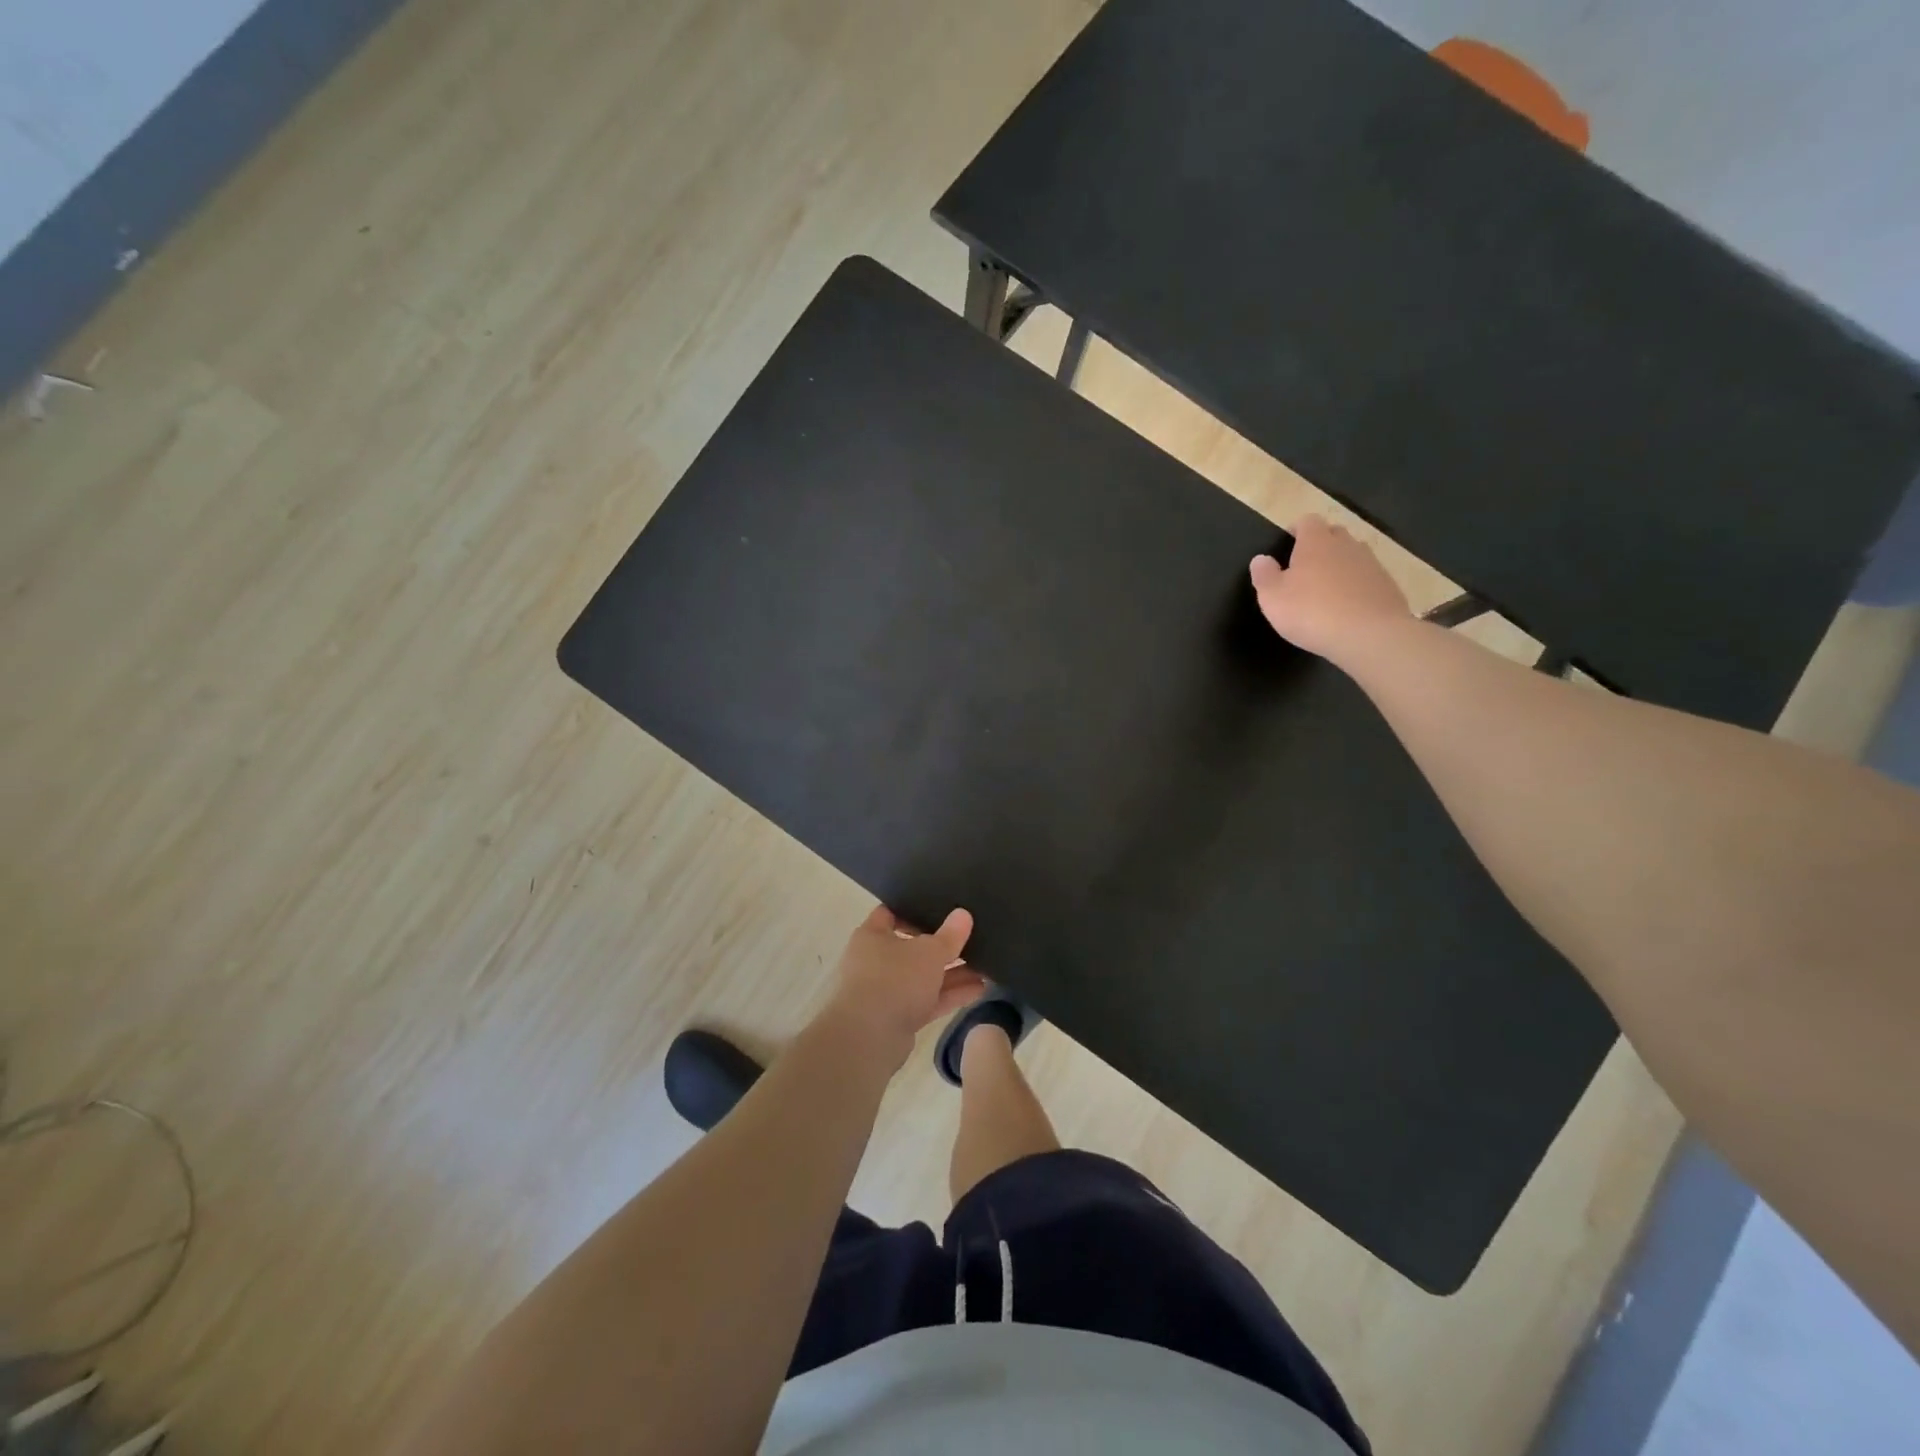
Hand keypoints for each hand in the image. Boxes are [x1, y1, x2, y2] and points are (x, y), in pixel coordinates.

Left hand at [819, 905, 985, 1068]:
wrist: (868, 1039)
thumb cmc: (894, 980)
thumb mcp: (929, 952)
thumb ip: (949, 935)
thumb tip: (963, 914)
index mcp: (873, 935)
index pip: (892, 913)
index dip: (915, 909)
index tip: (942, 908)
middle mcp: (875, 960)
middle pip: (912, 947)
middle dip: (943, 946)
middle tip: (971, 938)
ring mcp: (886, 991)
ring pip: (923, 976)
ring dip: (952, 973)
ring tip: (985, 966)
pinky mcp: (897, 1018)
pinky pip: (926, 1000)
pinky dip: (949, 995)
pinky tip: (978, 989)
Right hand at [1251, 515, 1410, 662]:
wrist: (1369, 635)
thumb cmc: (1312, 612)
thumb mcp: (1272, 598)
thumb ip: (1264, 575)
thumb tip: (1260, 559)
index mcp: (1316, 542)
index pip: (1307, 521)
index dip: (1297, 529)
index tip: (1288, 543)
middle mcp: (1346, 545)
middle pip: (1334, 533)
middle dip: (1321, 544)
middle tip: (1306, 567)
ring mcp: (1371, 564)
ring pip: (1353, 555)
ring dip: (1340, 565)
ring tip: (1327, 588)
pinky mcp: (1387, 585)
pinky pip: (1368, 577)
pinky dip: (1357, 585)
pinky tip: (1348, 607)